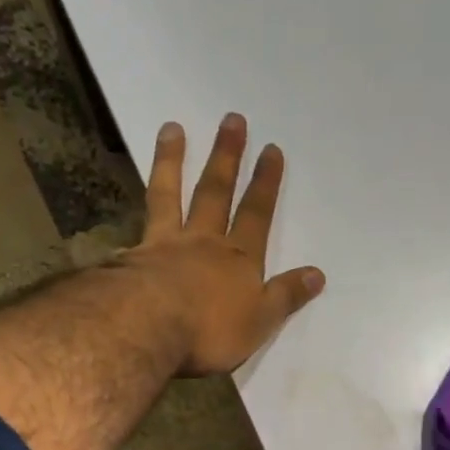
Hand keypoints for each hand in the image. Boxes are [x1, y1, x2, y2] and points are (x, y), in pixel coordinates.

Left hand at [123, 113, 325, 375]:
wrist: (149, 327)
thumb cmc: (211, 330)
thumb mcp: (260, 321)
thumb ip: (286, 296)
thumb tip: (317, 274)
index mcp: (239, 259)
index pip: (256, 215)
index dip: (265, 183)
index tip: (271, 149)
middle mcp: (203, 242)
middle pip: (216, 193)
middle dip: (227, 157)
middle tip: (232, 120)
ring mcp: (165, 245)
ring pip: (171, 195)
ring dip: (173, 160)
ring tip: (173, 128)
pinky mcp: (132, 256)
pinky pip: (138, 220)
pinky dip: (137, 202)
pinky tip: (131, 190)